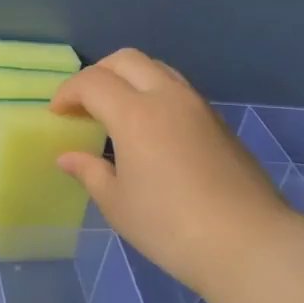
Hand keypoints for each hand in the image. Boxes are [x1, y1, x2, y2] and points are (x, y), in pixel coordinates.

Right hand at [51, 50, 293, 298]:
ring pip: (157, 69)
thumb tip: (68, 157)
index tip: (56, 114)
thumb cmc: (170, 226)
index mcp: (136, 114)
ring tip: (115, 112)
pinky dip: (153, 93)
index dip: (68, 93)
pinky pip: (178, 90)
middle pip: (126, 60)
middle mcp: (168, 97)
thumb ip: (90, 172)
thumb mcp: (118, 204)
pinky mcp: (218, 122)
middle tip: (82, 104)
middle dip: (97, 74)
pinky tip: (149, 129)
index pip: (93, 82)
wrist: (247, 242)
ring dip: (129, 79)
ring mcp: (198, 106)